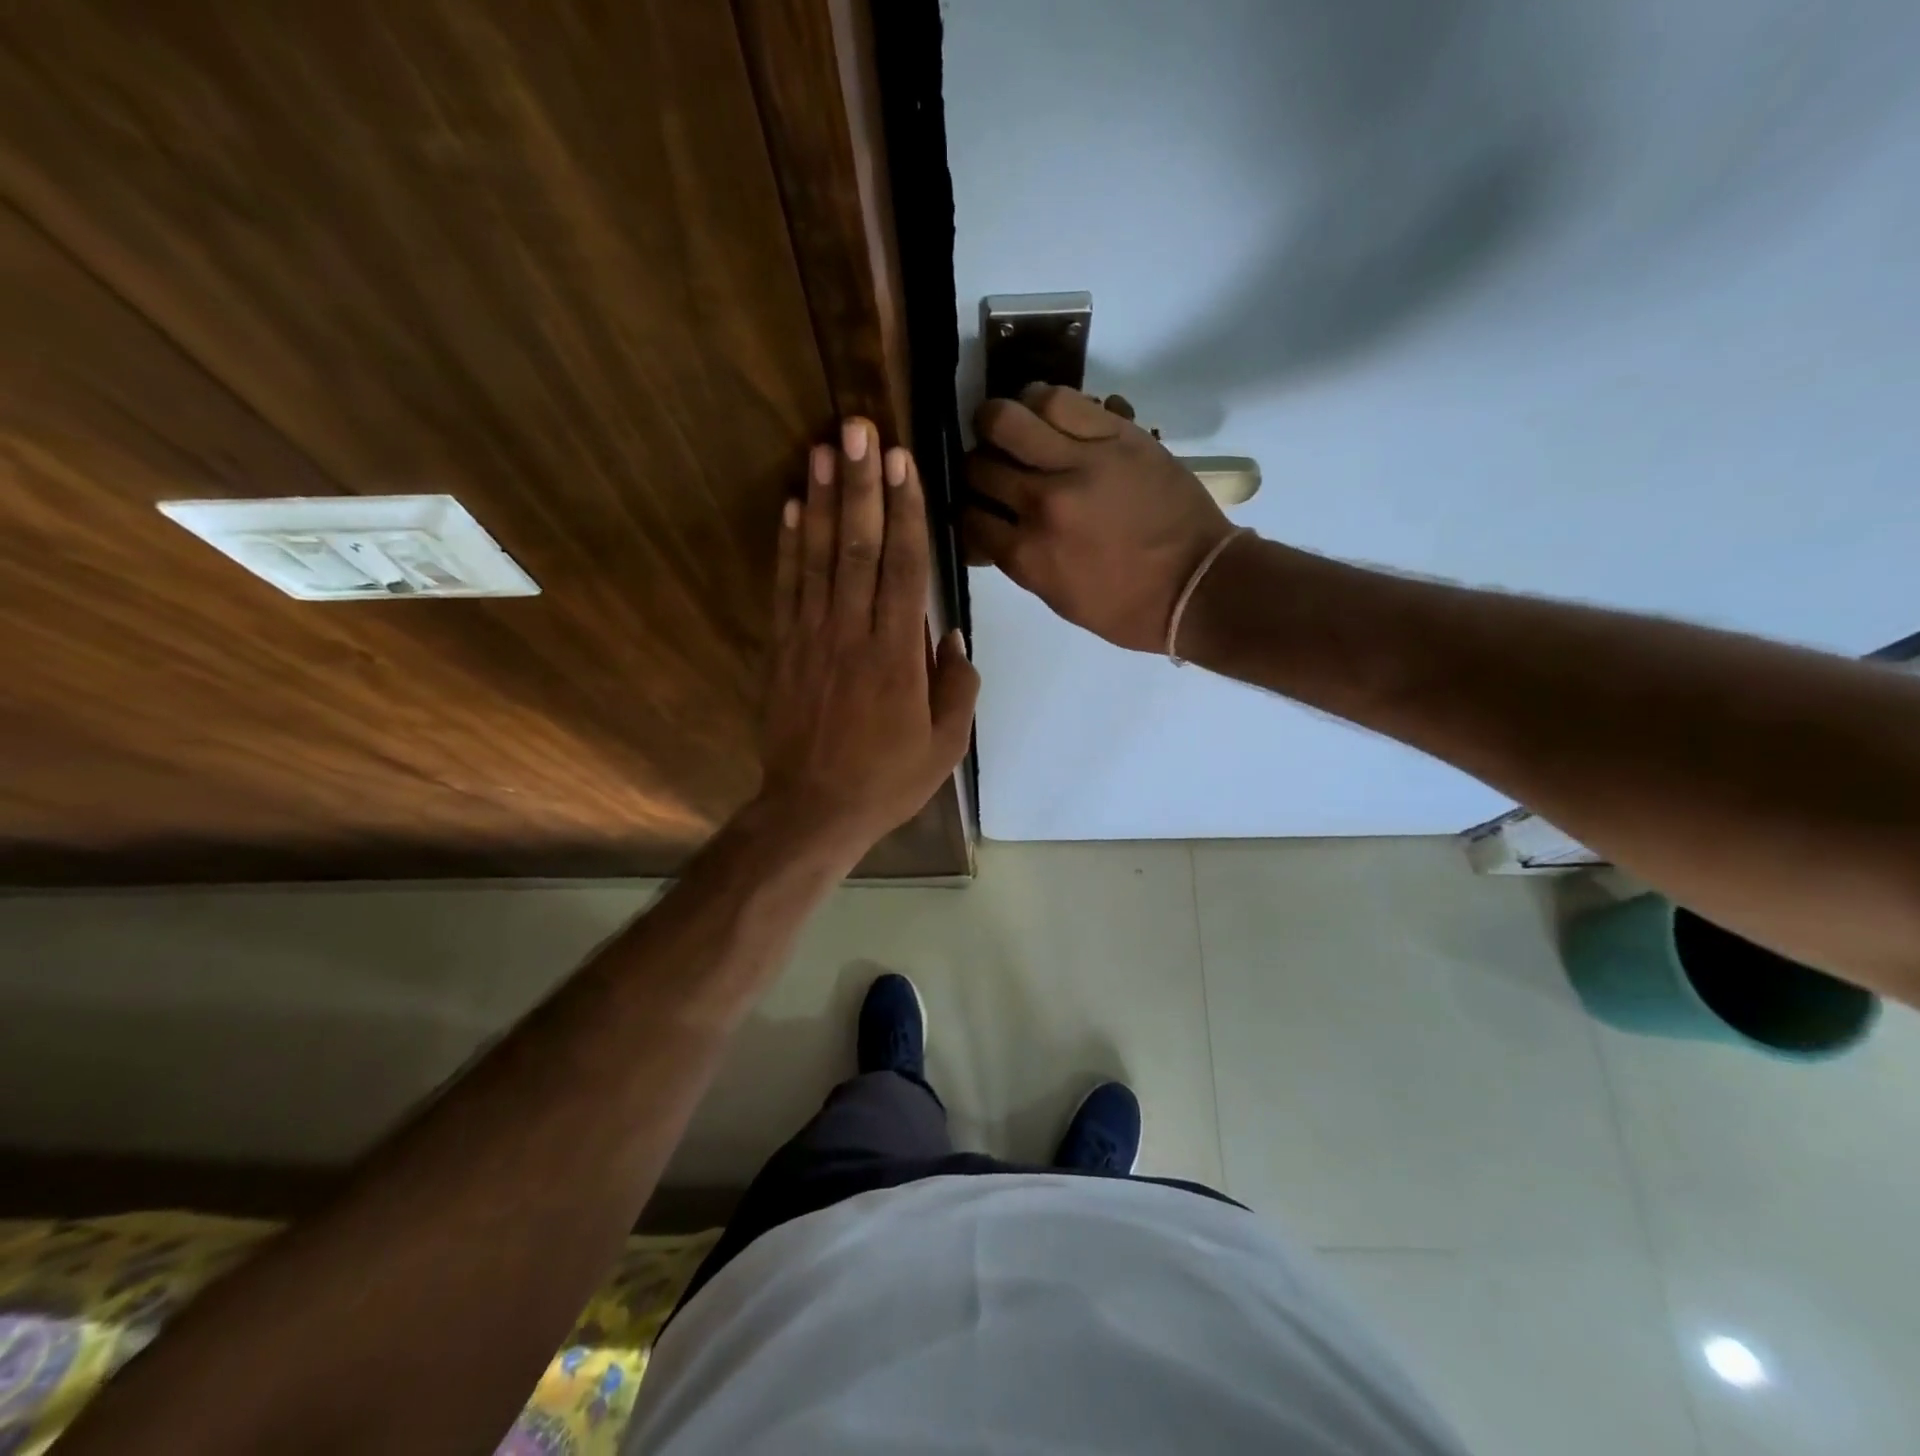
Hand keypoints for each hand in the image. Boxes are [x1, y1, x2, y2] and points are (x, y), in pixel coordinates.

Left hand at [756, 418, 978, 862]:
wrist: (813, 810)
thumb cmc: (886, 780)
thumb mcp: (944, 746)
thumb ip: (957, 687)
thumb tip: (953, 635)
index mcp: (897, 656)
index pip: (903, 569)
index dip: (905, 512)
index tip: (904, 463)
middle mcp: (852, 634)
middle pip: (857, 548)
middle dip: (861, 485)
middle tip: (860, 429)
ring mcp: (811, 638)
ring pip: (817, 558)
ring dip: (820, 501)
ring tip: (823, 449)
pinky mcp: (783, 649)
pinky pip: (786, 588)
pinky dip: (788, 546)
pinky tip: (790, 508)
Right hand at [962, 385, 1235, 652]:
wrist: (1196, 585)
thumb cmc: (1125, 608)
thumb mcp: (1057, 597)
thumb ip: (1018, 559)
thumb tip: (990, 529)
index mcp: (1027, 555)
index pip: (967, 516)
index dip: (965, 509)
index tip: (976, 506)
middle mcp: (1042, 503)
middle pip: (978, 465)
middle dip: (976, 467)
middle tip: (991, 469)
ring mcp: (1079, 464)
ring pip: (1009, 418)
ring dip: (1000, 423)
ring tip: (1011, 430)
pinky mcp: (1116, 436)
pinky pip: (1061, 400)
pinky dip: (1043, 404)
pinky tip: (1045, 414)